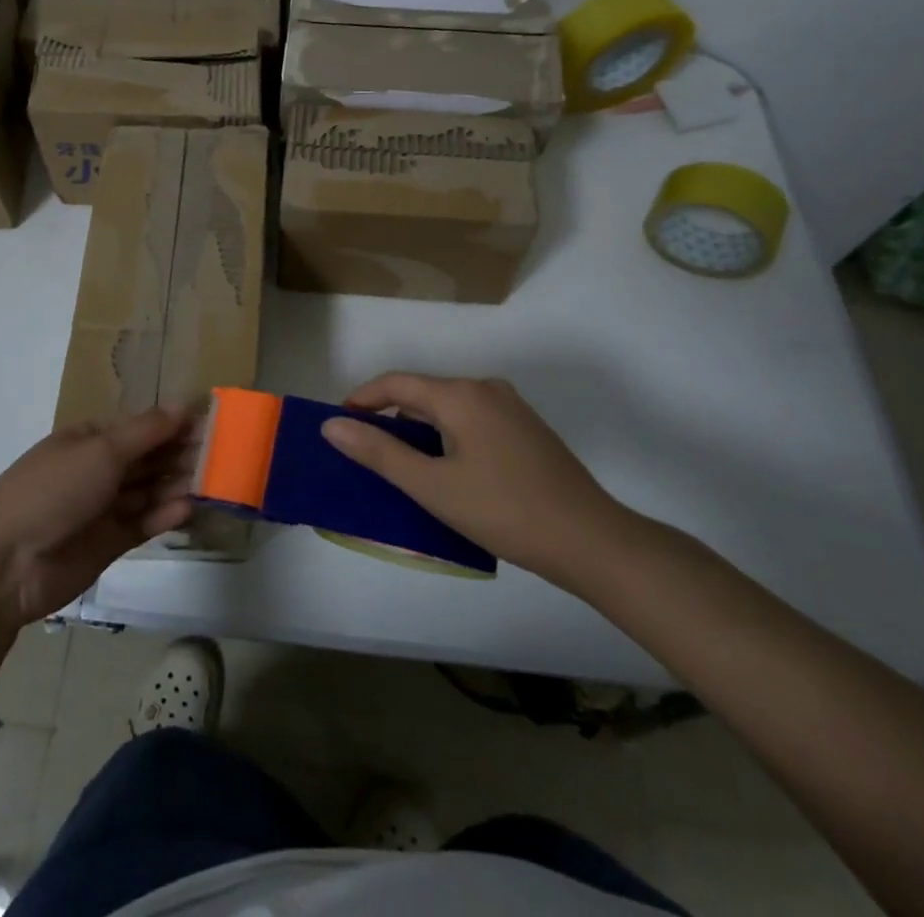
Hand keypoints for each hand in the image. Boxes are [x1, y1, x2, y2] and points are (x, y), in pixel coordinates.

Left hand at [0, 408, 195, 623]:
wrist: (6, 565)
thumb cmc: (52, 491)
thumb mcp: (100, 452)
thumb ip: (146, 431)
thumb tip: (182, 404)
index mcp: (89, 440)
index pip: (139, 426)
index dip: (172, 423)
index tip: (209, 422)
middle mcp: (97, 470)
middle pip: (147, 458)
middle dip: (180, 454)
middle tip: (220, 454)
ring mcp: (103, 507)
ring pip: (149, 490)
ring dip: (176, 484)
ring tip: (210, 482)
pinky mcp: (109, 542)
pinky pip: (143, 522)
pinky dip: (163, 515)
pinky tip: (187, 509)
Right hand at [324, 373, 633, 591]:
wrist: (591, 541)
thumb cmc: (503, 511)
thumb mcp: (432, 486)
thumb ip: (379, 453)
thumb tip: (332, 425)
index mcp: (461, 394)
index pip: (396, 383)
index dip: (362, 398)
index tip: (339, 422)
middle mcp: (486, 389)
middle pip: (423, 394)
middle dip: (390, 418)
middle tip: (367, 452)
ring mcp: (511, 408)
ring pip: (449, 409)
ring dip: (420, 430)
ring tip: (403, 467)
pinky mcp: (527, 430)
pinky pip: (473, 421)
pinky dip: (448, 437)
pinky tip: (448, 472)